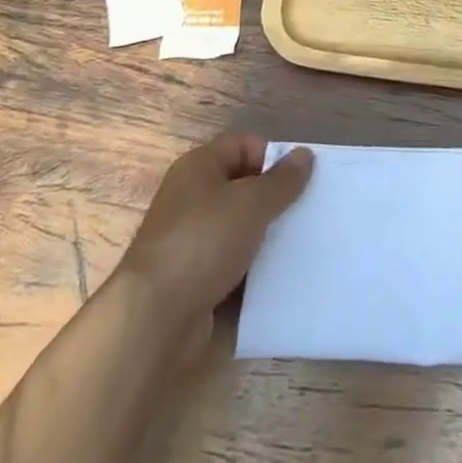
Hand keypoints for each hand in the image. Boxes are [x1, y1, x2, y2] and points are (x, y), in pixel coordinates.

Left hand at [115, 133, 312, 343]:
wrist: (155, 318)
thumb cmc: (203, 242)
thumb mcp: (251, 203)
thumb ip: (282, 180)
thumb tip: (305, 154)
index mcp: (199, 166)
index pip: (244, 144)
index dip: (273, 157)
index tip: (302, 180)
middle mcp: (191, 196)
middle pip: (242, 184)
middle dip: (274, 197)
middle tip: (306, 212)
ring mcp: (191, 238)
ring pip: (239, 225)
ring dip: (265, 233)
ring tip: (299, 243)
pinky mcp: (193, 276)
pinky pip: (231, 259)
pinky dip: (252, 265)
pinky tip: (277, 274)